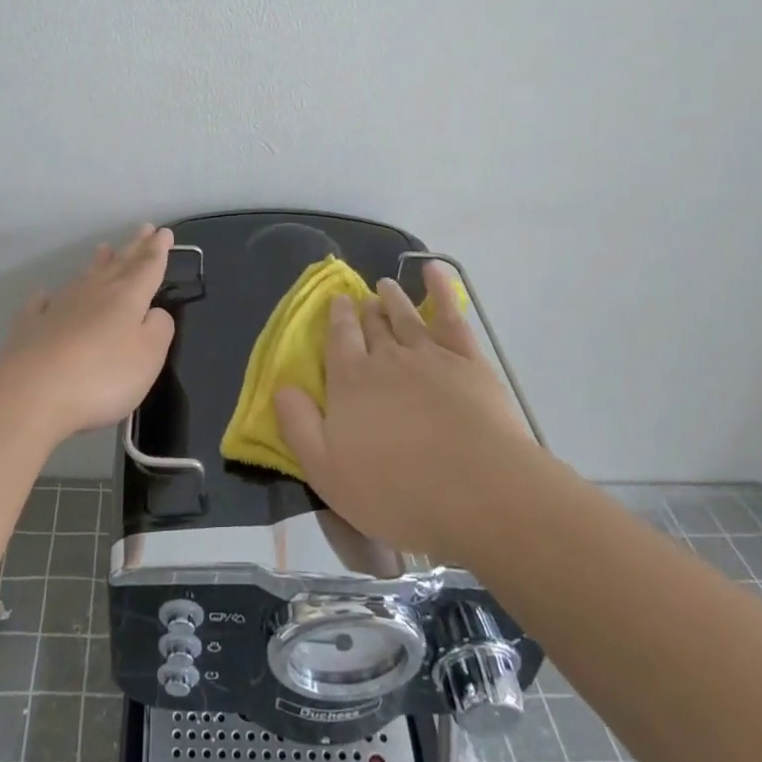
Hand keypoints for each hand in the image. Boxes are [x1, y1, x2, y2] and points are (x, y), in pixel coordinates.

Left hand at [0, 224, 176, 440]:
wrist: (32, 392)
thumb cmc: (102, 375)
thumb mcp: (149, 356)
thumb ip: (159, 329)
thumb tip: (154, 312)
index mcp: (127, 298)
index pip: (147, 266)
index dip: (158, 249)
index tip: (164, 231)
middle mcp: (93, 293)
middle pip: (118, 265)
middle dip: (134, 247)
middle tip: (143, 228)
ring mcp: (58, 308)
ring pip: (83, 278)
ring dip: (96, 263)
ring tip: (103, 248)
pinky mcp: (30, 328)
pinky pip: (40, 305)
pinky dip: (46, 298)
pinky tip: (44, 295)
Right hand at [275, 262, 537, 560]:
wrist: (479, 491)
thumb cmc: (397, 491)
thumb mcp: (327, 472)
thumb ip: (299, 426)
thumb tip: (281, 387)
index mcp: (350, 381)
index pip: (339, 339)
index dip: (337, 319)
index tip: (336, 303)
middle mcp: (385, 357)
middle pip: (372, 325)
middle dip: (364, 310)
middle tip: (362, 299)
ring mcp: (429, 354)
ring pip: (405, 316)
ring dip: (394, 298)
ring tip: (386, 286)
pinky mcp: (468, 360)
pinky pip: (451, 314)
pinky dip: (441, 288)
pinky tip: (436, 271)